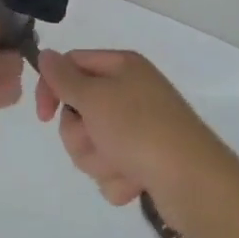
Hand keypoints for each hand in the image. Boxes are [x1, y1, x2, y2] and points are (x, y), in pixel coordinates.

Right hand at [35, 49, 238, 221]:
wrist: (194, 183)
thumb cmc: (140, 130)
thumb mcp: (95, 98)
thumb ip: (64, 78)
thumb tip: (46, 54)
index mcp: (122, 67)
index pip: (72, 65)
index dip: (52, 88)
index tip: (44, 116)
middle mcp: (131, 91)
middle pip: (80, 110)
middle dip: (82, 135)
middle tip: (99, 141)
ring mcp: (140, 127)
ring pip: (93, 143)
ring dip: (99, 160)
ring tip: (122, 165)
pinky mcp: (146, 160)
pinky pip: (113, 169)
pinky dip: (119, 178)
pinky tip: (137, 182)